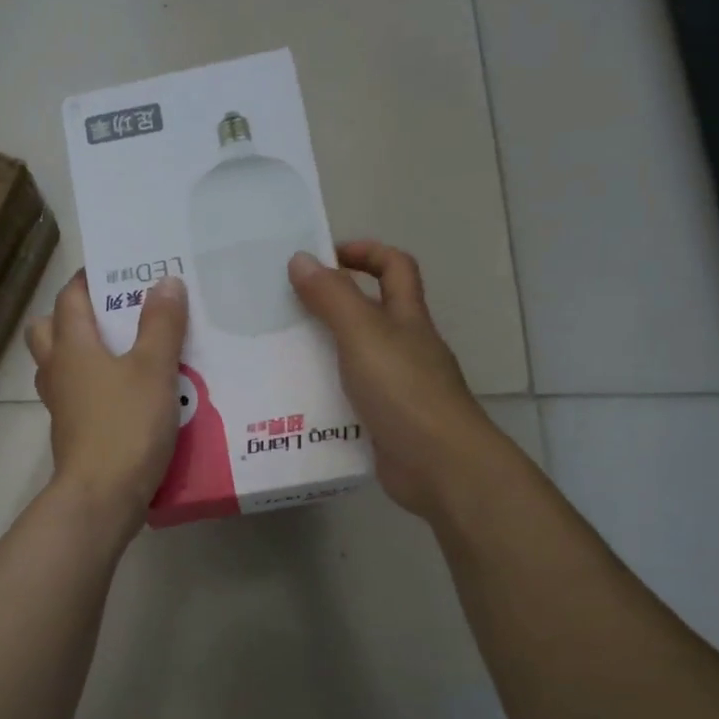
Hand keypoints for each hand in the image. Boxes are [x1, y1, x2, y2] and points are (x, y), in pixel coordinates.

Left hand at [26, 270, 187, 531]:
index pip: (69, 298)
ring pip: (61, 365)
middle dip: (75, 316)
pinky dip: (95, 387)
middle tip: (115, 315)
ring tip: (126, 352)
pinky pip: (78, 396)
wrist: (102, 497)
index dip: (89, 280)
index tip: (117, 270)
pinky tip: (130, 394)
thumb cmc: (126, 425)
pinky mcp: (73, 432)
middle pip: (49, 330)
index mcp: (71, 346)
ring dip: (83, 353)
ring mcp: (61, 405)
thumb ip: (161, 324)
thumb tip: (165, 281)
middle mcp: (58, 370)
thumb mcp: (154, 369)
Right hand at [288, 241, 500, 522]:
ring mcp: (398, 387)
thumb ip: (332, 298)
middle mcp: (406, 347)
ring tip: (279, 355)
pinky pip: (350, 398)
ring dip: (323, 352)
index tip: (324, 258)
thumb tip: (301, 259)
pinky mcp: (386, 422)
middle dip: (333, 304)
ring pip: (357, 357)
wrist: (440, 465)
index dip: (365, 253)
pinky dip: (326, 395)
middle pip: (372, 312)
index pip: (395, 267)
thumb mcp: (363, 335)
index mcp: (407, 318)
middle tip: (287, 308)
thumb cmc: (405, 391)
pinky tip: (295, 403)